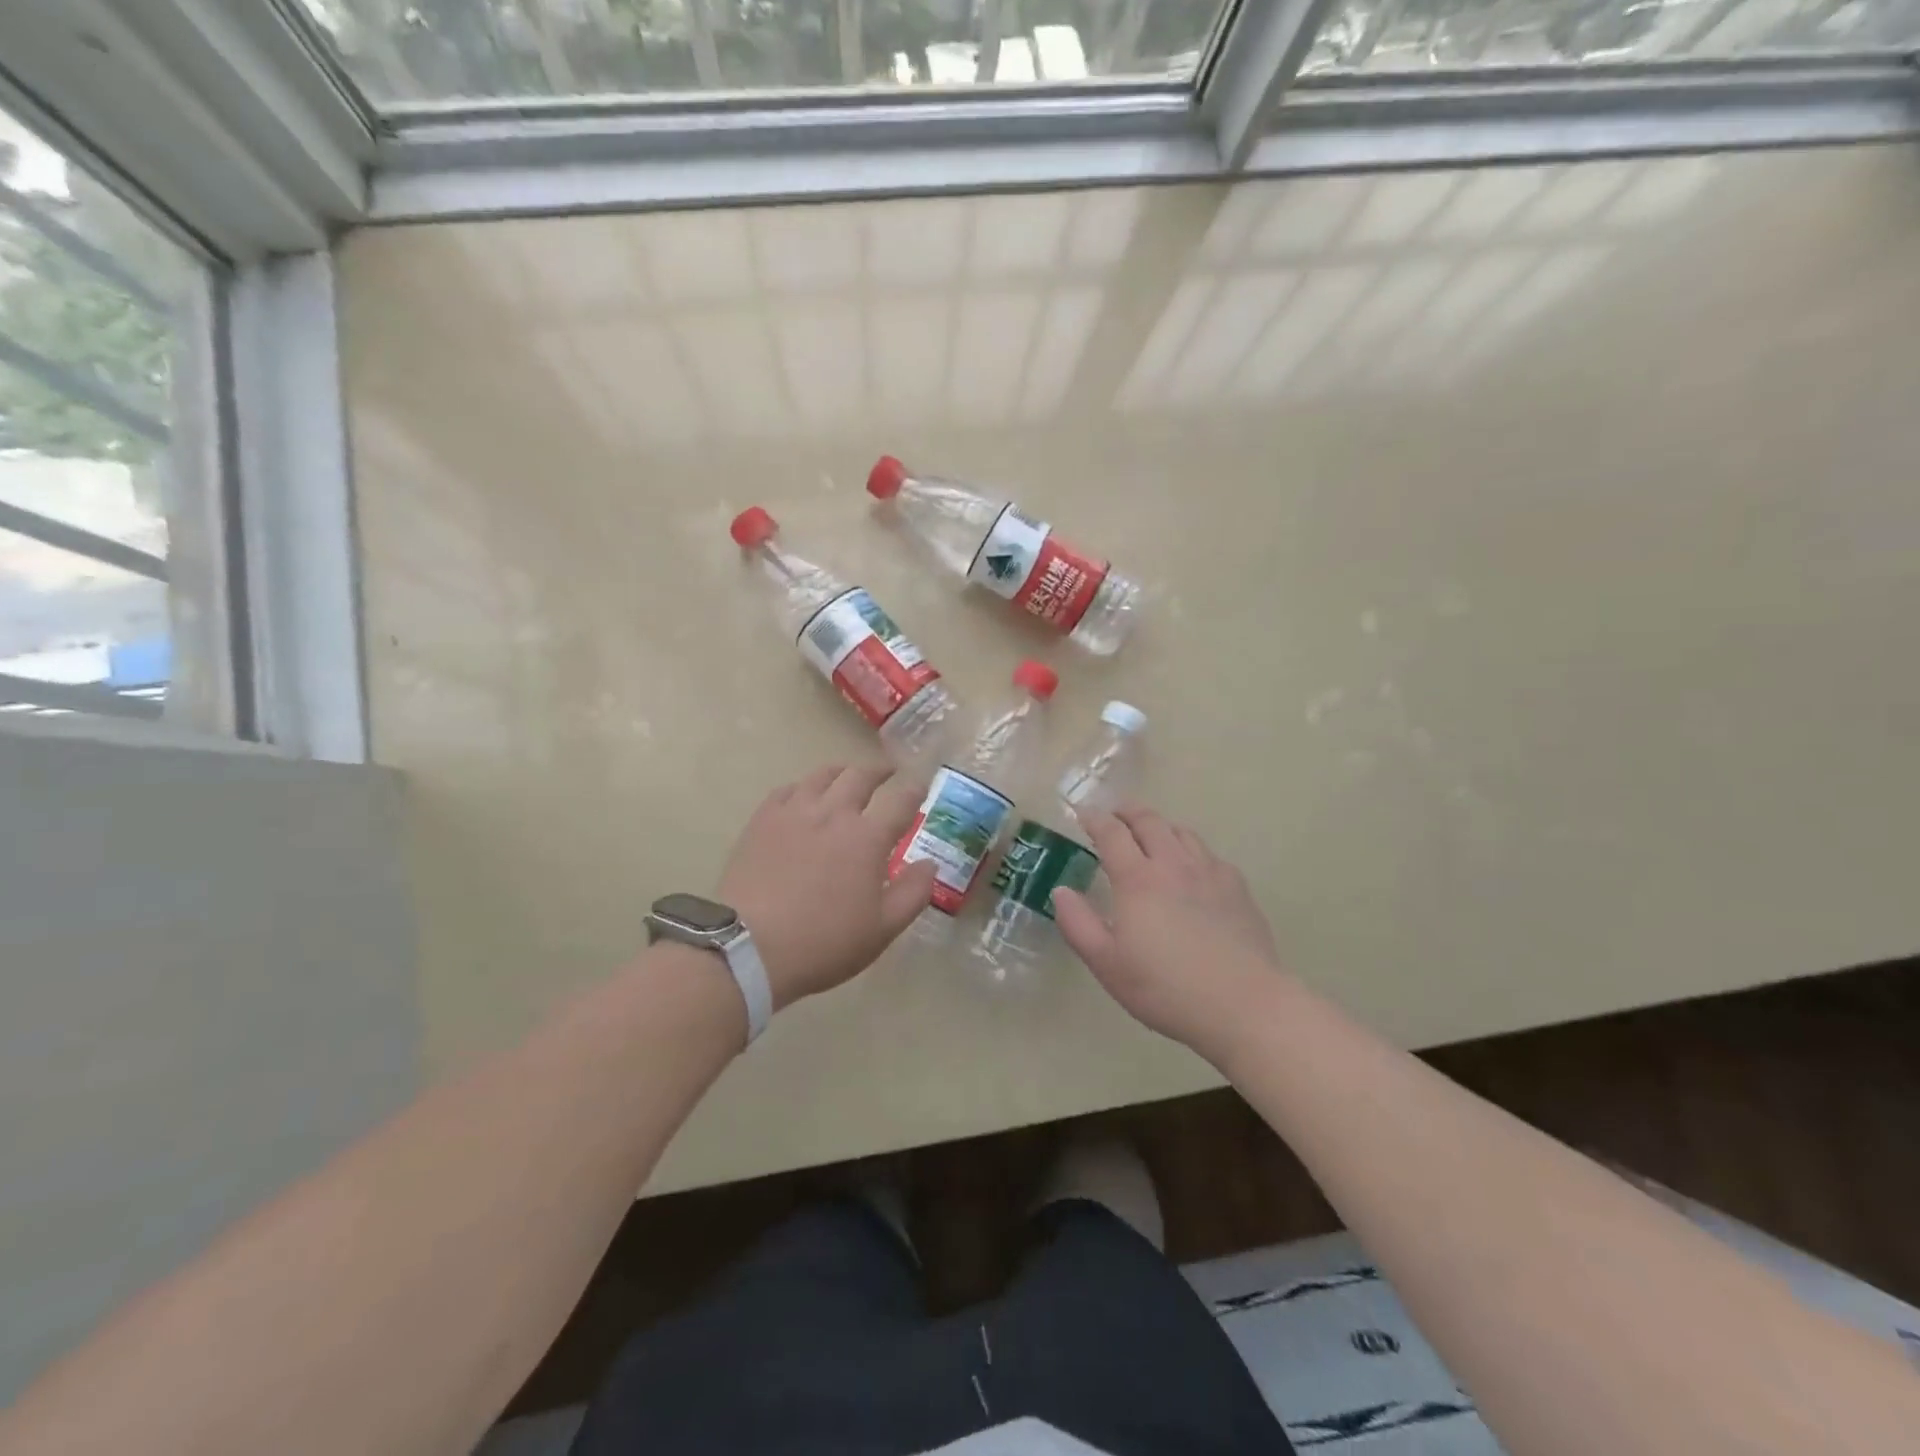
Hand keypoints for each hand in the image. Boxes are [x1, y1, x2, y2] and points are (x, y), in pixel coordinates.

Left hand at [715, 763, 938, 1009]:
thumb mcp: (882, 929)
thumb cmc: (824, 942)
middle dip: (880, 771)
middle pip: (861, 776)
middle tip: (888, 772)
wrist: (749, 948)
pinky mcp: (762, 820)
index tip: (920, 787)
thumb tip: (929, 864)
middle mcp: (834, 813)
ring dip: (843, 771)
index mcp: (868, 837)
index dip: (914, 791)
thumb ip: (913, 893)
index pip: (900, 801)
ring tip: (848, 775)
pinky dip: (804, 786)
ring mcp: (794, 812)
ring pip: (823, 775)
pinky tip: (804, 795)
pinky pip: (788, 789)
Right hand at [1051, 805, 1283, 1056]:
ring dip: (1160, 826)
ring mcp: (1210, 872)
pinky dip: (1191, 849)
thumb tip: (1060, 892)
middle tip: (1114, 814)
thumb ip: (1077, 924)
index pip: (1111, 833)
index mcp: (1137, 879)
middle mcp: (1173, 864)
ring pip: (1182, 832)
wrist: (1242, 1005)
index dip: (1094, 818)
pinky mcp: (1237, 888)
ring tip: (1151, 835)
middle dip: (1127, 811)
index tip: (1082, 813)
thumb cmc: (1164, 988)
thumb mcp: (1106, 964)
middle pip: (1149, 821)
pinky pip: (1209, 854)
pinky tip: (1191, 868)